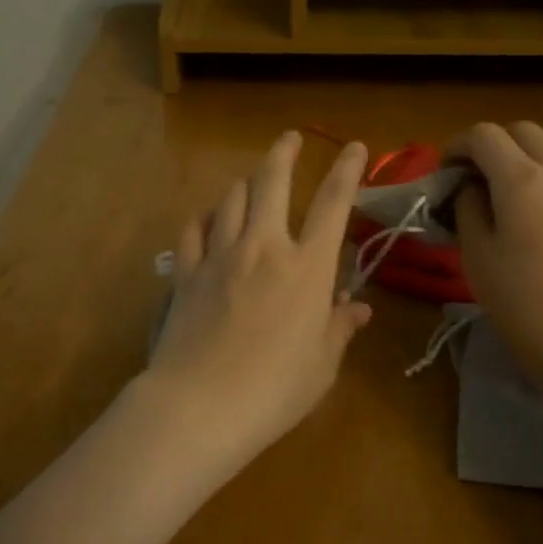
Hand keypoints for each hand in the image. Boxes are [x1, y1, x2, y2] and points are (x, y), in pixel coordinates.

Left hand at [144, 132, 372, 465]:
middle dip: (283, 153)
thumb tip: (356, 308)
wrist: (201, 405)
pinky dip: (204, 219)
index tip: (355, 146)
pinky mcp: (186, 273)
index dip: (348, 170)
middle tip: (290, 138)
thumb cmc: (274, 390)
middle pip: (271, 182)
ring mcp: (219, 256)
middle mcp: (263, 248)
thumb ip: (338, 328)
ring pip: (230, 198)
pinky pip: (193, 230)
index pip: (333, 204)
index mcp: (306, 268)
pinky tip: (208, 222)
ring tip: (251, 183)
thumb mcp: (321, 365)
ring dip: (244, 184)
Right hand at [450, 122, 542, 406]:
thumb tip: (472, 188)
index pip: (485, 135)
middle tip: (472, 178)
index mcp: (523, 180)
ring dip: (521, 163)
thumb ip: (468, 209)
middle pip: (524, 132)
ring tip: (502, 203)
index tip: (444, 172)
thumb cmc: (525, 304)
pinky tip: (535, 226)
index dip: (457, 145)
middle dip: (492, 145)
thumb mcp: (477, 256)